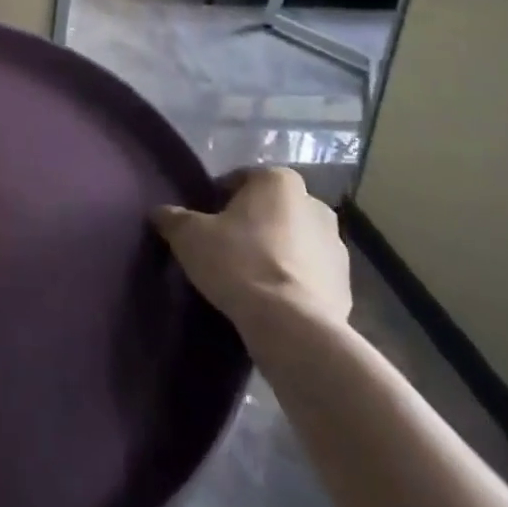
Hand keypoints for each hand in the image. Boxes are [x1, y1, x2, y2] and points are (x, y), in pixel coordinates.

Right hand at [152, 167, 351, 332]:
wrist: (292, 327)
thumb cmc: (239, 263)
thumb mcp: (190, 236)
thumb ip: (174, 218)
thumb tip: (160, 212)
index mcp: (279, 182)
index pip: (242, 179)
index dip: (220, 197)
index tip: (206, 220)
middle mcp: (314, 205)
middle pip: (273, 209)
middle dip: (254, 223)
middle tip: (226, 246)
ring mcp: (337, 247)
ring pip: (295, 241)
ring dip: (277, 252)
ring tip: (250, 277)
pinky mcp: (347, 287)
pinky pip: (311, 275)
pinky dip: (294, 281)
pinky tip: (272, 300)